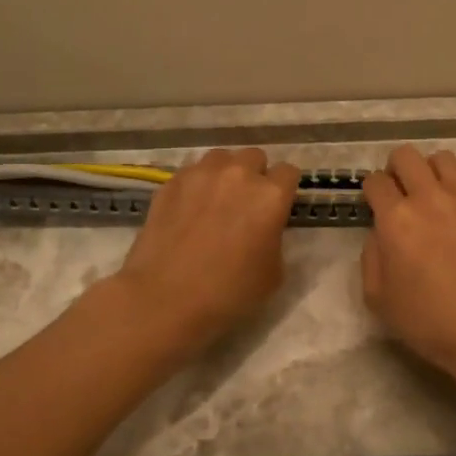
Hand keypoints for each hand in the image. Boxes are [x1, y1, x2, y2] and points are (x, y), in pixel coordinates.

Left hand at [114, 148, 300, 352]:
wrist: (166, 298)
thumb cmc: (229, 292)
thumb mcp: (273, 274)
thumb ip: (275, 240)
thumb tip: (265, 230)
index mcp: (271, 196)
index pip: (289, 172)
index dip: (285, 189)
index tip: (278, 206)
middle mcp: (238, 174)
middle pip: (255, 157)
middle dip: (256, 175)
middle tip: (247, 203)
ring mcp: (200, 174)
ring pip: (221, 158)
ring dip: (225, 173)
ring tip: (217, 199)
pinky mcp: (170, 183)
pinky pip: (191, 172)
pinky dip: (196, 184)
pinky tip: (189, 209)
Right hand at [361, 147, 455, 390]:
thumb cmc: (430, 321)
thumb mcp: (379, 297)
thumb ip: (371, 255)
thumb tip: (381, 232)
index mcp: (397, 220)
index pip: (375, 182)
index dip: (371, 193)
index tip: (375, 207)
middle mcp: (429, 198)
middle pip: (405, 156)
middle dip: (395, 171)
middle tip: (399, 196)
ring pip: (440, 158)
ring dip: (428, 171)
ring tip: (430, 196)